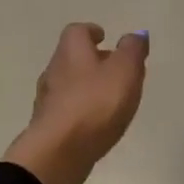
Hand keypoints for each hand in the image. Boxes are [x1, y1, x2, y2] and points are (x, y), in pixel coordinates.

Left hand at [3, 24, 148, 183]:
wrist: (58, 152)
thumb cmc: (95, 103)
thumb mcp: (125, 70)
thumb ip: (132, 50)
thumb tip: (136, 35)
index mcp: (71, 51)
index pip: (77, 31)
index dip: (91, 32)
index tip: (104, 38)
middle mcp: (54, 70)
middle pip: (72, 58)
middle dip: (92, 60)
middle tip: (116, 69)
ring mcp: (48, 100)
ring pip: (69, 85)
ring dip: (87, 87)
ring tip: (111, 99)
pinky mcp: (48, 126)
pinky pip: (67, 110)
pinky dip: (81, 110)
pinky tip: (97, 123)